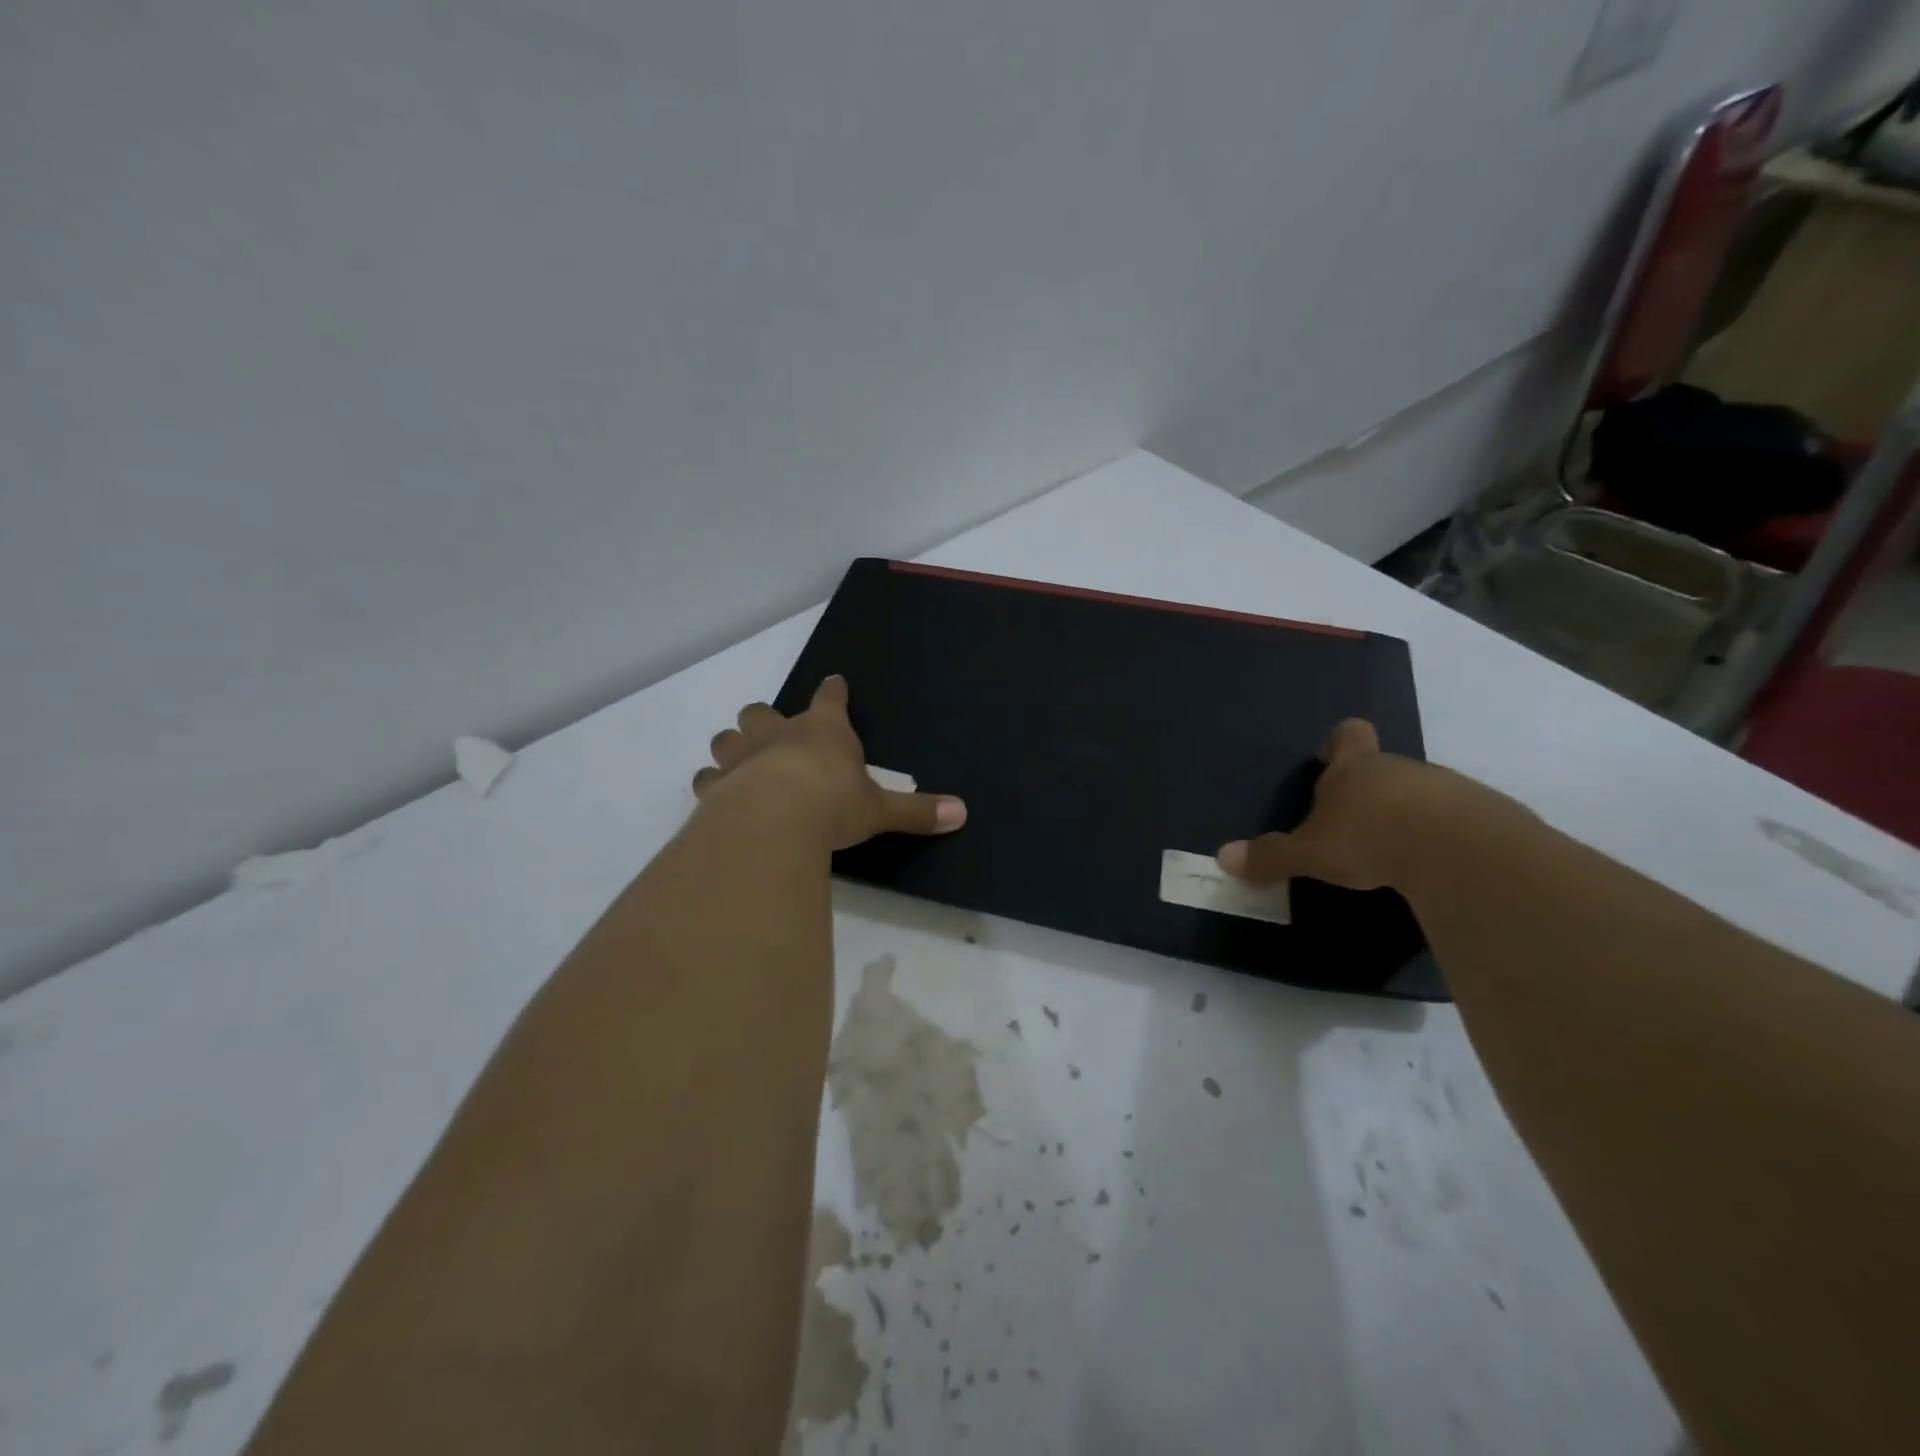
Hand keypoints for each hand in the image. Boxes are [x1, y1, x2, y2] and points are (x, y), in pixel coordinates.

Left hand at [693, 676, 967, 849]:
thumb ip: (916, 811)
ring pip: (728, 738)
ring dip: (734, 747)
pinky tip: (719, 796)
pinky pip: (707, 778)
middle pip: (762, 712)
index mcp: (823, 731)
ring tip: (741, 763)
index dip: (833, 691)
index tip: (834, 683)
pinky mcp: (715, 786)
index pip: (830, 698)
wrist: (774, 820)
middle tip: (773, 735)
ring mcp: (742, 757)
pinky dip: (713, 784)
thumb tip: (963, 813)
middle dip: (766, 720)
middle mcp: (778, 734)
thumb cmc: (833, 804)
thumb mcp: (880, 810)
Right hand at [1215, 719, 1476, 891]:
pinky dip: (1439, 837)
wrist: (1460, 852)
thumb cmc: (1370, 838)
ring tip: (1392, 851)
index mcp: (1355, 767)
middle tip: (1350, 824)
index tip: (1327, 760)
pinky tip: (1431, 865)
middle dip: (1367, 790)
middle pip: (1381, 766)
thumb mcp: (1310, 853)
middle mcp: (1400, 767)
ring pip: (1418, 793)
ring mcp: (1446, 788)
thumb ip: (1270, 856)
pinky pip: (1454, 820)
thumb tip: (1223, 858)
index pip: (1347, 734)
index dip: (1336, 743)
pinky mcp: (1483, 816)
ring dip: (1405, 814)